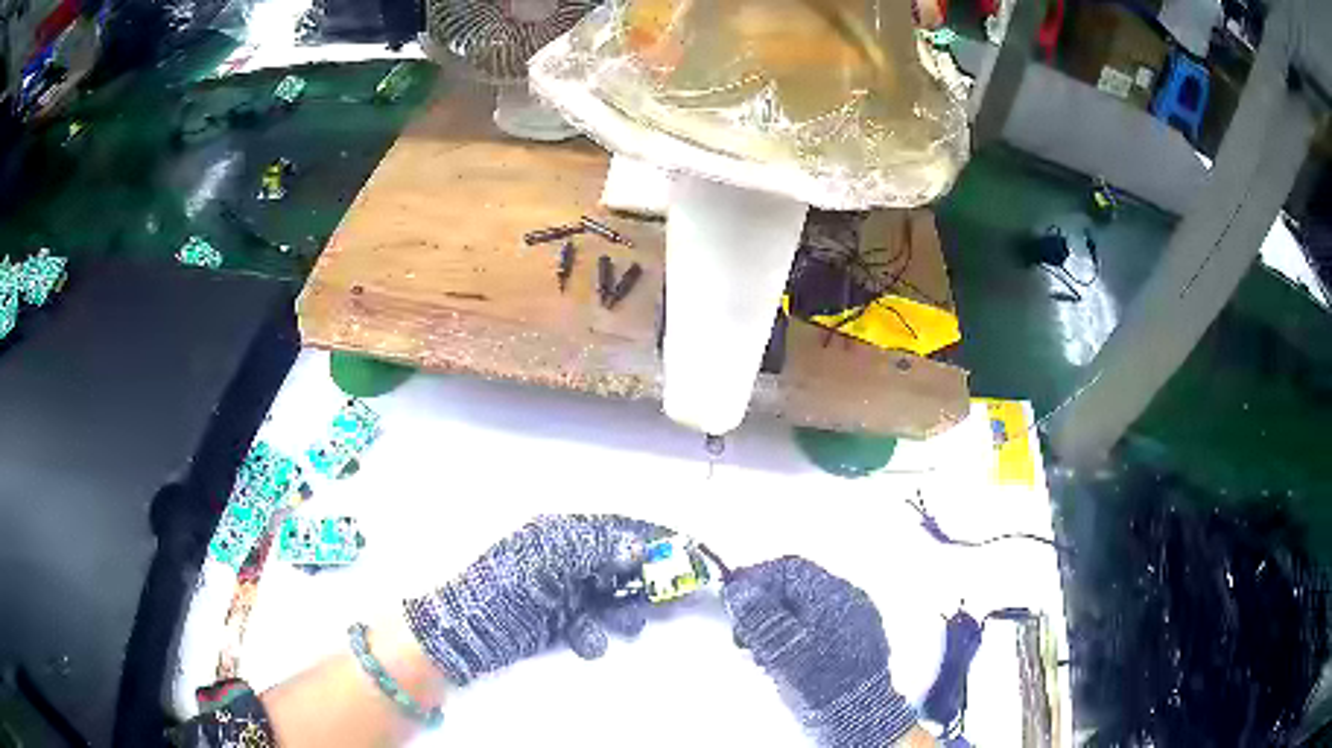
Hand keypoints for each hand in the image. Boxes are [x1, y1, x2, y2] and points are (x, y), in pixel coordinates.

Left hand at [403, 514, 664, 683]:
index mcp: (557, 534)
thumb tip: (637, 546)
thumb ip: (591, 549)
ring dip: (622, 610)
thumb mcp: (542, 561)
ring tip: (627, 624)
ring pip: (608, 597)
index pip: (614, 529)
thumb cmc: (500, 588)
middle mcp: (562, 560)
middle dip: (644, 580)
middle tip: (675, 596)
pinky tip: (584, 641)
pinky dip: (593, 633)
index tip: (684, 551)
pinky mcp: (556, 622)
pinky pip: (589, 623)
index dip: (649, 539)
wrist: (461, 633)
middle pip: (617, 565)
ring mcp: (560, 593)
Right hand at [725, 556, 917, 747]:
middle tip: (741, 632)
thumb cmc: (822, 683)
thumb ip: (761, 618)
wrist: (859, 718)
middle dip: (764, 607)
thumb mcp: (785, 651)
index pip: (790, 570)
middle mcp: (850, 602)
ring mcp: (854, 623)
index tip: (730, 597)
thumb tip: (738, 589)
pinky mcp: (852, 644)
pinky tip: (779, 660)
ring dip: (775, 625)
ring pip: (804, 611)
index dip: (756, 578)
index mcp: (836, 596)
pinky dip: (791, 638)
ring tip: (757, 653)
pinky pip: (815, 628)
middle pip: (797, 589)